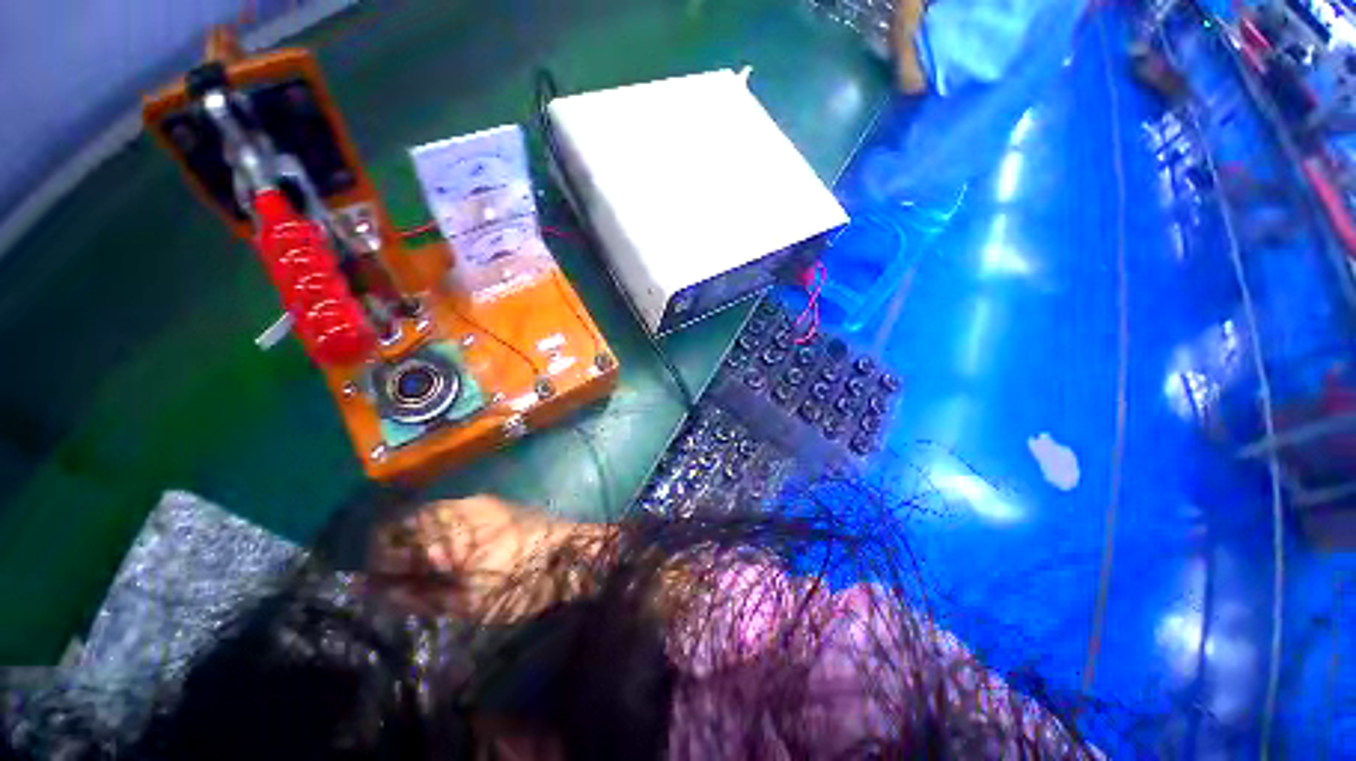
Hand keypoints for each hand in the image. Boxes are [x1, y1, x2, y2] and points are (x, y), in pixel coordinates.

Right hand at [371, 496, 610, 620]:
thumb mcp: (465, 603)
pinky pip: (454, 513)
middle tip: (407, 583)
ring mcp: (477, 501)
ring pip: (430, 516)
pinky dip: (443, 533)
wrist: (570, 553)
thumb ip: (418, 596)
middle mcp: (456, 506)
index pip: (386, 539)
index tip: (382, 588)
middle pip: (407, 522)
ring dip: (421, 541)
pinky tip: (455, 555)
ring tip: (432, 572)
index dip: (378, 566)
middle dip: (398, 551)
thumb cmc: (519, 582)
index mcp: (444, 530)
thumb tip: (379, 592)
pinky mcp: (494, 503)